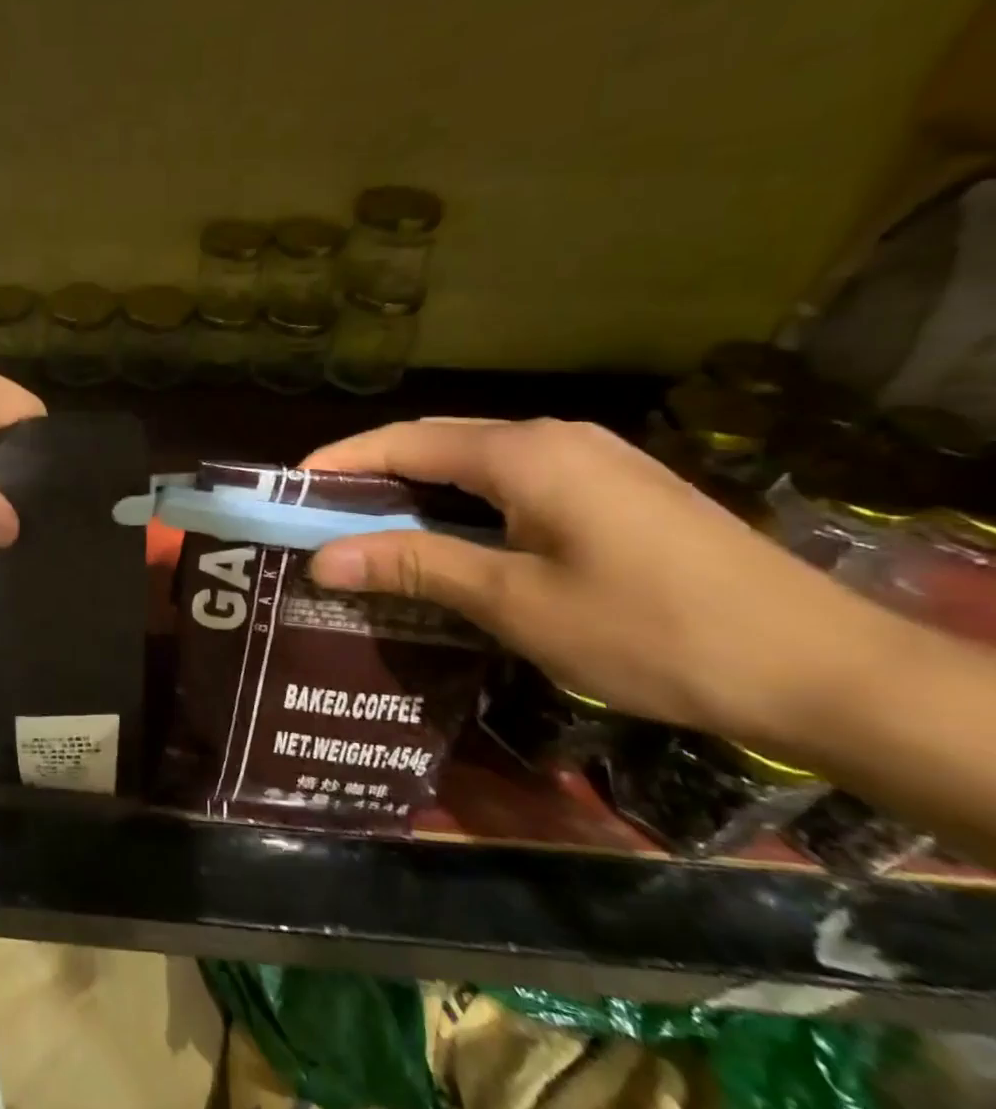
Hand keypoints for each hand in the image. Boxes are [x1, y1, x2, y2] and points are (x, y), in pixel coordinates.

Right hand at [302, 418, 903, 749]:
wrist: (819, 668)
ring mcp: (593, 462)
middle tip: (320, 517)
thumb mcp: (515, 601)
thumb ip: (416, 565)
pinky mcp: (616, 492)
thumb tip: (323, 558)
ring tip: (369, 531)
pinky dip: (464, 504)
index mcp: (525, 454)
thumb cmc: (650, 631)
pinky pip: (514, 483)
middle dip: (372, 475)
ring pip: (476, 464)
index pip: (404, 441)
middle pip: (437, 443)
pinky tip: (449, 541)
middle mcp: (556, 440)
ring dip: (418, 491)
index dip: (340, 461)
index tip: (288, 490)